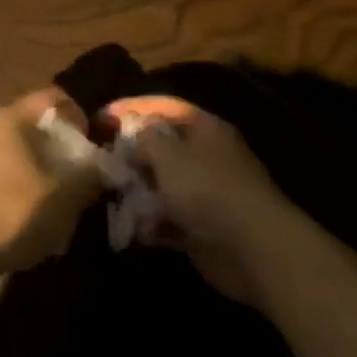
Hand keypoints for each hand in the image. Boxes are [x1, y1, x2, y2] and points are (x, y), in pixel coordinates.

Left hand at [0, 88, 102, 278]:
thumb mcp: (65, 196)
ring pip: (19, 148)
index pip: (53, 97)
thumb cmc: (14, 212)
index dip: (78, 116)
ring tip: (57, 198)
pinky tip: (30, 213)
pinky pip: (2, 169)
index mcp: (12, 117)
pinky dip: (21, 182)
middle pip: (35, 123)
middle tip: (78, 174)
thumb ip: (90, 175)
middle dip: (60, 145)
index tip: (90, 145)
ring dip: (41, 166)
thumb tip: (102, 166)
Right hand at [104, 96, 291, 302]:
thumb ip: (144, 140)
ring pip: (163, 185)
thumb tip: (133, 136)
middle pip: (162, 147)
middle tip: (104, 162)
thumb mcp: (168, 155)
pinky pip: (170, 220)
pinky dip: (153, 225)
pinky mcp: (203, 229)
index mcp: (204, 128)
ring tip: (116, 200)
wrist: (254, 249)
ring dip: (140, 193)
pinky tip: (138, 232)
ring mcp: (206, 194)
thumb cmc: (208, 189)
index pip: (164, 107)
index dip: (132, 108)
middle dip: (133, 155)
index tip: (102, 117)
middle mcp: (206, 156)